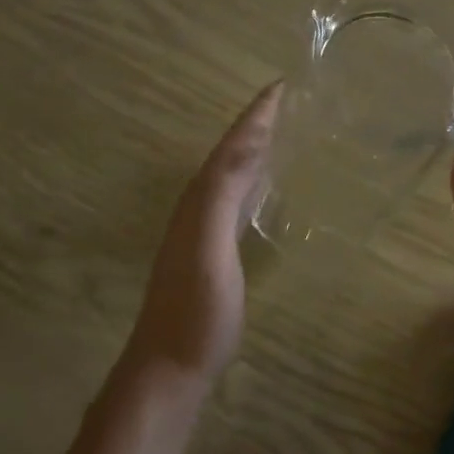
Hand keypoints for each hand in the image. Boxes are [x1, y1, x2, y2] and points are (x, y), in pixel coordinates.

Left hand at [122, 82, 282, 388]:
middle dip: (253, 126)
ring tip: (278, 135)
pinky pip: (232, 202)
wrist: (169, 367)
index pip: (230, 148)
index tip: (280, 86)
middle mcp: (196, 210)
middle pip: (227, 156)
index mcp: (199, 202)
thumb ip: (223, 196)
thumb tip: (247, 143)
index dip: (254, 117)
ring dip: (250, 152)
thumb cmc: (196, 312)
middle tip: (284, 103)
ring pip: (227, 177)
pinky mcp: (209, 256)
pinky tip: (260, 193)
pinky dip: (249, 184)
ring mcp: (200, 234)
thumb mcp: (211, 249)